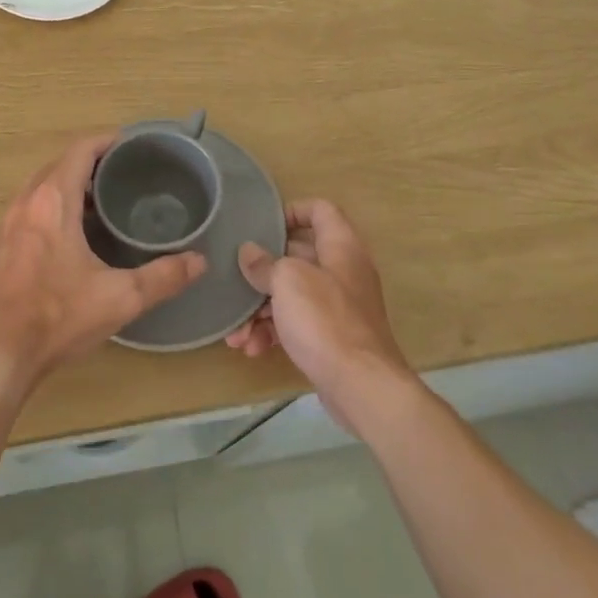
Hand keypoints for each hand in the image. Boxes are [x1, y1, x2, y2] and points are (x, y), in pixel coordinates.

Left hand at [0, 134, 206, 402]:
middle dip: (92, 161)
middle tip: (127, 173)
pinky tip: (77, 230)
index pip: (80, 150)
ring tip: (106, 198)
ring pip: (43, 184)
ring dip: (71, 182)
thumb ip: (164, 276)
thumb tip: (199, 261)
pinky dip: (55, 203)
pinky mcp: (3, 243)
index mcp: (53, 200)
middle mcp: (27, 201)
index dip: (107, 141)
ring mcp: (10, 222)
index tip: (134, 145)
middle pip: (60, 163)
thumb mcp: (120, 298)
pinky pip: (32, 205)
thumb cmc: (57, 316)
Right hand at [226, 199, 415, 431]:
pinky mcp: (332, 337)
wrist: (361, 386)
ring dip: (260, 310)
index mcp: (341, 247)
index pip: (320, 210)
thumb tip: (249, 252)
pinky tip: (252, 348)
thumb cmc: (325, 320)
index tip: (262, 225)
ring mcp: (339, 306)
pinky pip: (297, 324)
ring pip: (292, 294)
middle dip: (263, 271)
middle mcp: (343, 272)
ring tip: (237, 332)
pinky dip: (274, 332)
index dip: (292, 211)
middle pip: (299, 255)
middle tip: (236, 280)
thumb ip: (265, 263)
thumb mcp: (288, 281)